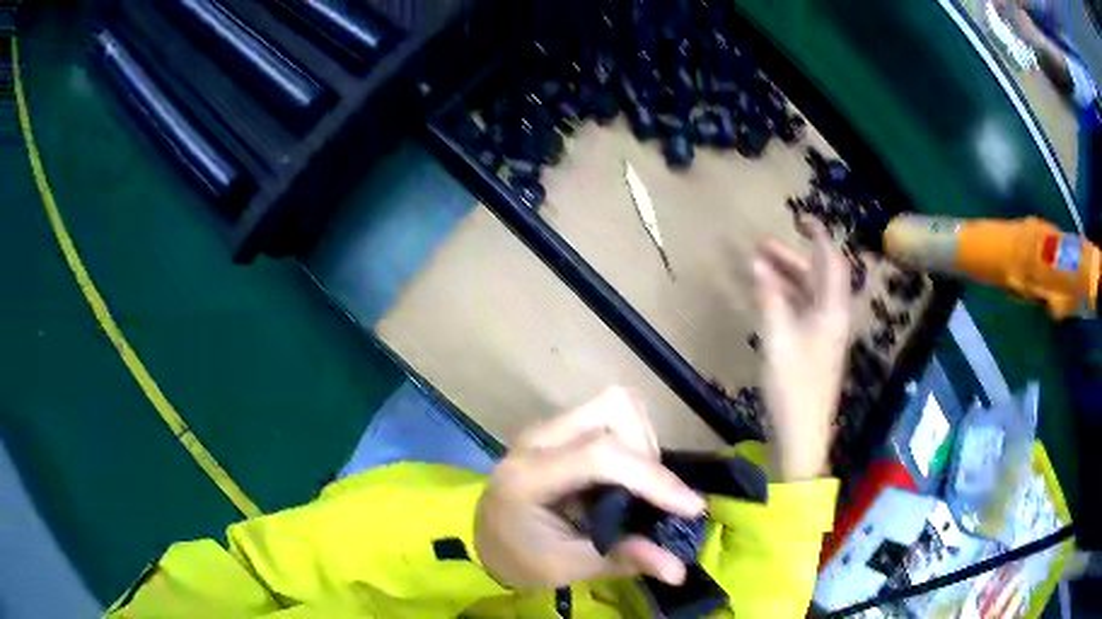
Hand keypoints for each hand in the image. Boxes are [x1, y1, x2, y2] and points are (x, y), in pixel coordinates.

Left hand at [474, 387, 705, 589]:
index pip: (601, 456)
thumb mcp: (566, 568)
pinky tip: (626, 479)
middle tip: (652, 497)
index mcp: (529, 476)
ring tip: (639, 487)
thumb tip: (680, 570)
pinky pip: (611, 415)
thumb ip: (622, 561)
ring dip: (643, 442)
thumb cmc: (520, 558)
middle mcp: (538, 439)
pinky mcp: (561, 429)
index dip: (652, 478)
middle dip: (647, 451)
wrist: (487, 539)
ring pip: (616, 404)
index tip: (692, 508)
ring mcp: (549, 428)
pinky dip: (634, 441)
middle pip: (613, 408)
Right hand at [752, 220, 850, 480]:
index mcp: (832, 311)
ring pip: (808, 294)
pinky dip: (786, 298)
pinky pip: (802, 312)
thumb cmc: (794, 387)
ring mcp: (824, 334)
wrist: (802, 435)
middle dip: (792, 256)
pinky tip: (766, 297)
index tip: (799, 218)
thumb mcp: (778, 339)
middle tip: (761, 245)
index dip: (819, 236)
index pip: (831, 261)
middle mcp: (833, 317)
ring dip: (786, 277)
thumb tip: (758, 263)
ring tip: (757, 266)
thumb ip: (770, 298)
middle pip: (817, 276)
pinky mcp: (814, 349)